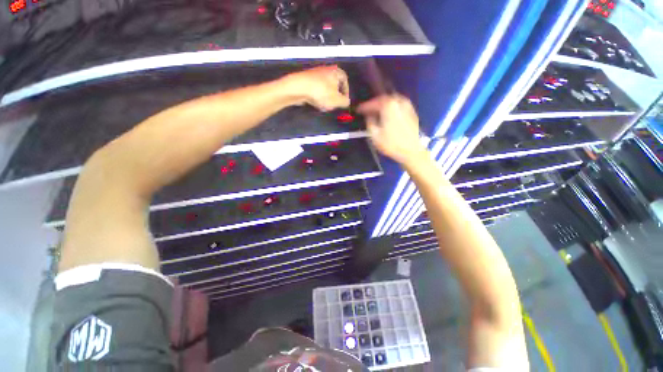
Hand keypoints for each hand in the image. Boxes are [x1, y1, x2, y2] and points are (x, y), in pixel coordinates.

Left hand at [282, 65, 350, 110]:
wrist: (299, 87)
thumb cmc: (321, 92)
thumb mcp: (337, 100)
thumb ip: (344, 102)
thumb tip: (347, 102)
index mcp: (336, 71)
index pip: (345, 80)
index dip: (346, 92)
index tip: (344, 101)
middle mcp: (326, 69)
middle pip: (335, 85)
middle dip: (335, 96)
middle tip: (334, 105)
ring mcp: (315, 74)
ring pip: (325, 88)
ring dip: (326, 98)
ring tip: (324, 106)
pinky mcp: (307, 80)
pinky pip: (316, 89)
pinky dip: (318, 96)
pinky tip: (316, 103)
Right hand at [357, 95, 425, 164]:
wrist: (412, 151)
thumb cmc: (391, 144)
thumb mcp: (374, 135)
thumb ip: (369, 122)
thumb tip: (369, 116)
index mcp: (389, 106)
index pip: (373, 103)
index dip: (364, 106)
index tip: (358, 110)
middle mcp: (399, 102)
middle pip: (384, 99)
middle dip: (374, 104)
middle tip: (367, 110)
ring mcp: (407, 106)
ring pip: (392, 101)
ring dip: (383, 105)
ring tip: (377, 112)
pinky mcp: (412, 113)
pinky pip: (398, 106)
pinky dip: (391, 108)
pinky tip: (388, 115)